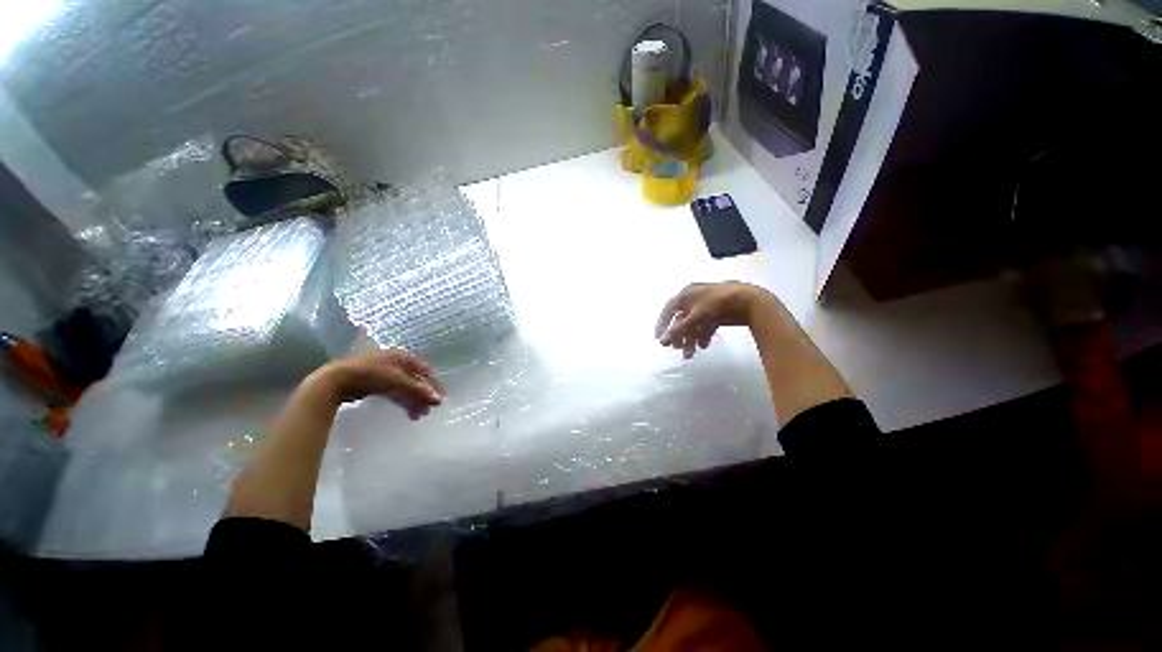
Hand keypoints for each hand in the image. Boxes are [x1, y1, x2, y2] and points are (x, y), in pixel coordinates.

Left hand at [315, 349, 443, 419]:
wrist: (336, 381)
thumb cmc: (371, 375)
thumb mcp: (398, 382)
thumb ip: (419, 391)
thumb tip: (439, 401)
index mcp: (404, 356)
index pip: (426, 370)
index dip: (434, 384)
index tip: (441, 398)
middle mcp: (396, 362)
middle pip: (415, 381)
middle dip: (422, 396)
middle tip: (426, 412)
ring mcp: (385, 372)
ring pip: (405, 388)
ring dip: (412, 401)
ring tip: (416, 417)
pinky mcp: (374, 383)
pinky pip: (394, 392)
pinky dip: (401, 401)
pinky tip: (405, 412)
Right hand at [654, 282, 767, 358]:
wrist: (749, 301)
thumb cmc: (717, 304)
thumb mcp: (695, 318)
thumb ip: (678, 330)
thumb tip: (662, 341)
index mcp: (685, 294)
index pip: (668, 310)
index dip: (662, 324)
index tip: (659, 339)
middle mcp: (694, 298)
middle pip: (681, 319)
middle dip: (679, 336)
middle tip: (676, 349)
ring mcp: (706, 305)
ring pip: (694, 324)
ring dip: (691, 339)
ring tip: (691, 354)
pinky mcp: (717, 312)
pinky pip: (705, 325)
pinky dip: (703, 335)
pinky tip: (705, 345)